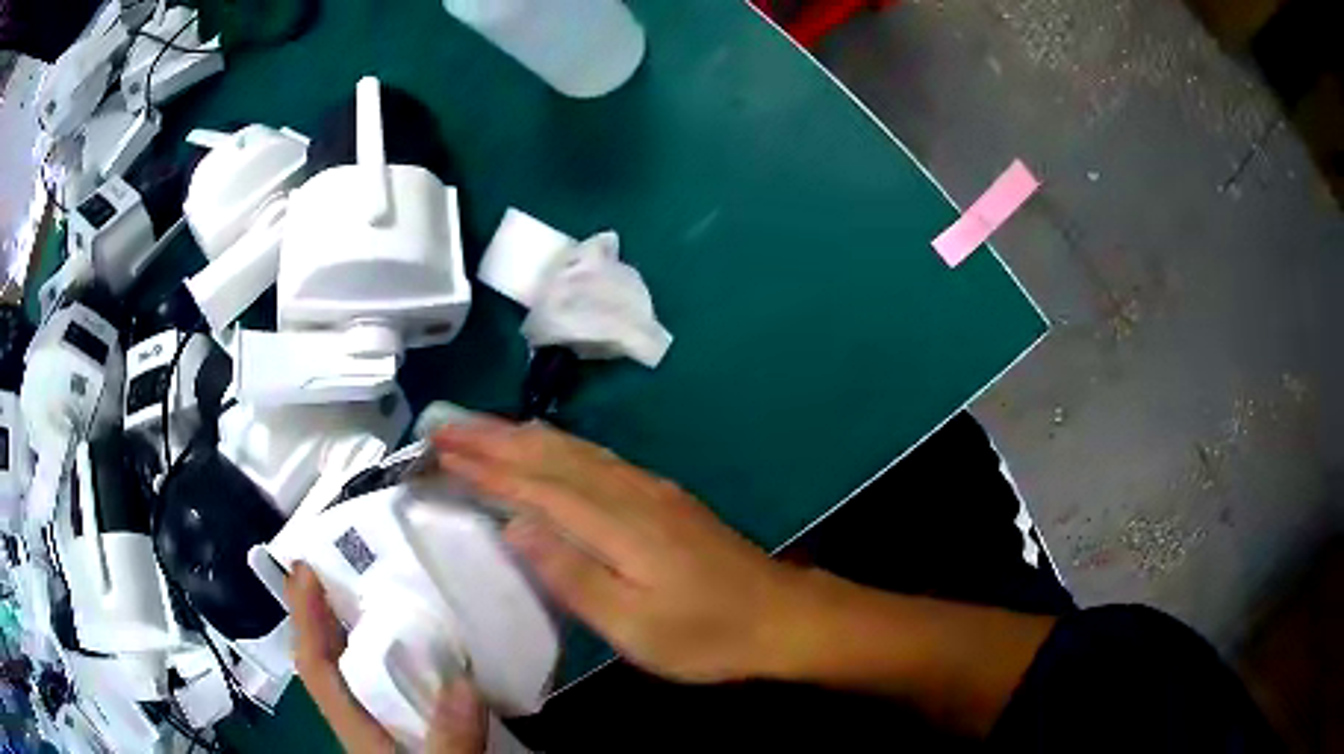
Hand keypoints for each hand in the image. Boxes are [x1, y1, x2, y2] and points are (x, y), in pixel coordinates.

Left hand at [286, 563, 487, 752]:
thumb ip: (448, 738)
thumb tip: (462, 682)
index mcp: (355, 729)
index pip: (315, 666)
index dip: (303, 617)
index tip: (302, 567)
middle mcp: (362, 723)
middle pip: (331, 663)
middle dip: (327, 615)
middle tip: (346, 569)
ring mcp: (384, 730)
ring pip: (363, 675)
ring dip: (365, 636)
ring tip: (387, 598)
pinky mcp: (409, 735)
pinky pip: (398, 691)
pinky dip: (405, 665)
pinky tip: (434, 656)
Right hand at [433, 419, 804, 683]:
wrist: (780, 616)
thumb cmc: (706, 632)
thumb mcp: (634, 625)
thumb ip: (572, 575)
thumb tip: (514, 527)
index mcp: (618, 523)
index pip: (535, 485)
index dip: (486, 467)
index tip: (441, 451)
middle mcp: (630, 492)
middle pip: (551, 453)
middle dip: (494, 437)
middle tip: (445, 427)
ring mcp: (650, 489)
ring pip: (574, 449)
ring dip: (522, 435)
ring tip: (481, 428)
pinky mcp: (663, 497)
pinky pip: (596, 457)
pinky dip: (558, 446)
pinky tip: (548, 447)